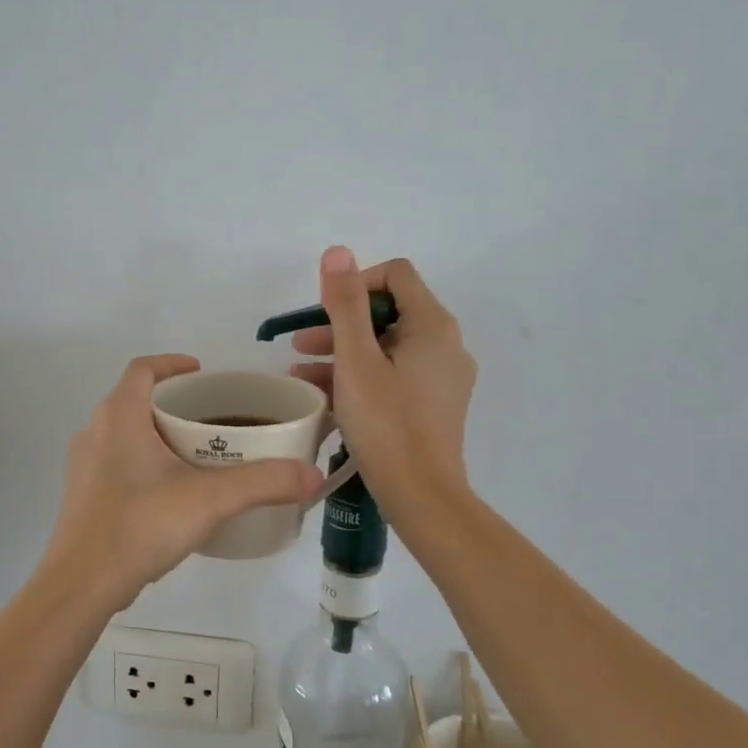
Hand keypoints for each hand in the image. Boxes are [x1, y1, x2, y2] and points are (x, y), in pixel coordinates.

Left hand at [42, 355, 322, 613]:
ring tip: (197, 453)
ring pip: (125, 432)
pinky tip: (171, 491)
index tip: (202, 373)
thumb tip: (312, 475)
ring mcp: (84, 466)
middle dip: (173, 402)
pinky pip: (117, 462)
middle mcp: (95, 432)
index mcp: (119, 417)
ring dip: (158, 433)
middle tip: (212, 417)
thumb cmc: (140, 526)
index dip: (172, 364)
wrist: (81, 585)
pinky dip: (144, 461)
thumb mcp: (210, 500)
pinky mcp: (84, 496)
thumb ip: (264, 483)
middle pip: (135, 399)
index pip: (142, 369)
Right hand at [289, 247, 477, 518]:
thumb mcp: (356, 361)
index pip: (395, 275)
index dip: (355, 284)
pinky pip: (395, 375)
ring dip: (344, 353)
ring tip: (302, 374)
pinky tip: (327, 397)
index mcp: (433, 326)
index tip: (323, 314)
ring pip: (388, 347)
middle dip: (341, 324)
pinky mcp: (435, 404)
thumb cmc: (386, 424)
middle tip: (300, 344)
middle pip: (389, 313)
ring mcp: (443, 377)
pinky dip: (362, 377)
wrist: (422, 496)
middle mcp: (446, 345)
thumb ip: (345, 304)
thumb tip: (338, 251)